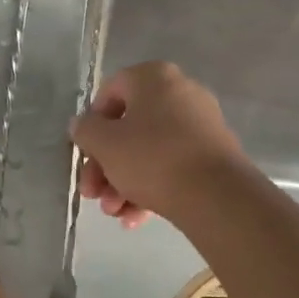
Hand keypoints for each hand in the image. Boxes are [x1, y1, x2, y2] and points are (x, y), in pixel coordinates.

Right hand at [71, 61, 249, 227]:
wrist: (216, 195)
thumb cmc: (152, 159)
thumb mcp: (105, 144)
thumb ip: (86, 130)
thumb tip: (82, 124)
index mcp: (154, 78)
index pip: (110, 92)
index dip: (91, 124)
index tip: (85, 153)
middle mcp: (180, 93)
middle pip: (128, 128)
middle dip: (105, 166)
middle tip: (93, 194)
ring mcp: (200, 125)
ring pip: (148, 152)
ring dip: (123, 184)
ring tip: (114, 213)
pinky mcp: (212, 156)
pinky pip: (171, 166)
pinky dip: (150, 189)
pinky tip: (135, 219)